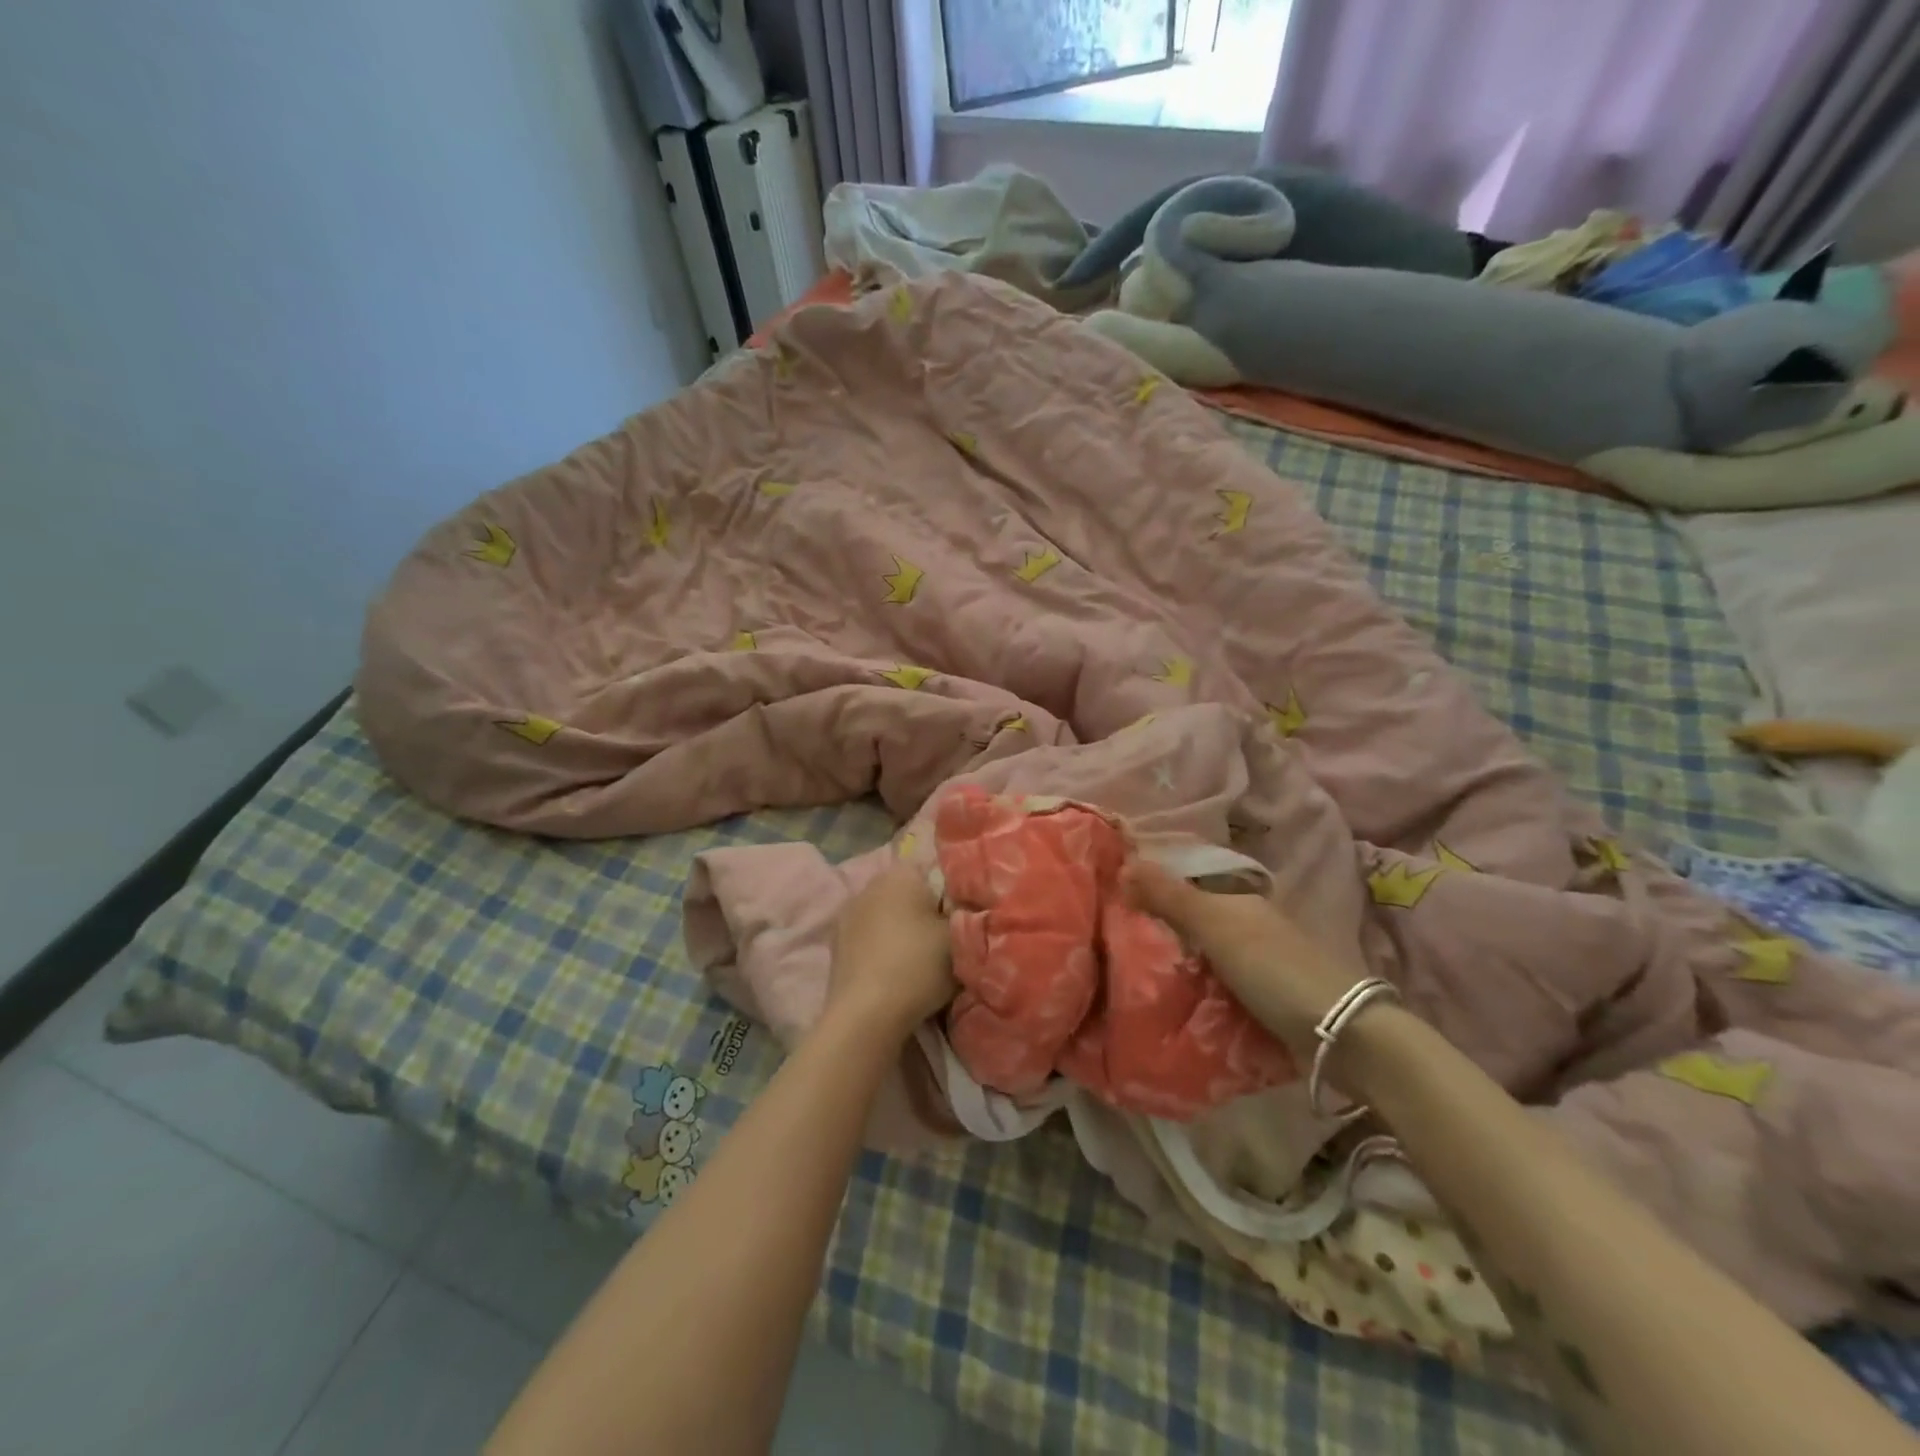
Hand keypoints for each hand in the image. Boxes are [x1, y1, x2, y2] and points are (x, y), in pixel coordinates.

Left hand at [826, 866, 955, 1040]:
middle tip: (948, 944)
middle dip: (927, 914)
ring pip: (889, 918)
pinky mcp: (836, 946)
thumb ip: (969, 916)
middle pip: (910, 895)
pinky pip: (871, 940)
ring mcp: (848, 915)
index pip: (935, 872)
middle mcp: (870, 885)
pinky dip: (884, 952)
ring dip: (904, 933)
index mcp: (900, 873)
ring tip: (921, 964)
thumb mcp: (960, 938)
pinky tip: (895, 975)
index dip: (954, 896)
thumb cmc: (918, 965)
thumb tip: (969, 910)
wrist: (866, 1015)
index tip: (964, 922)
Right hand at [1122, 860, 1363, 1054]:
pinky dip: (1196, 988)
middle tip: (1115, 939)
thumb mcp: (1215, 926)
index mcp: (1239, 898)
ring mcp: (1260, 962)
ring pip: (1205, 953)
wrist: (1340, 1032)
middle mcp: (1250, 924)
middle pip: (1194, 919)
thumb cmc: (1273, 968)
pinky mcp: (1265, 997)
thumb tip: (1124, 863)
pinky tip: (1172, 999)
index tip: (1115, 897)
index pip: (1187, 882)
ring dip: (1177, 961)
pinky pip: (1217, 984)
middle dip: (1161, 926)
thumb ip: (1170, 897)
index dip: (1153, 886)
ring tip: (1132, 972)